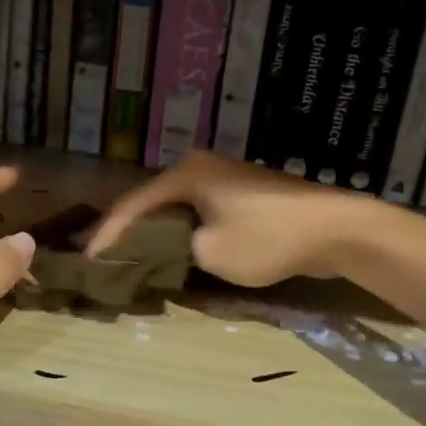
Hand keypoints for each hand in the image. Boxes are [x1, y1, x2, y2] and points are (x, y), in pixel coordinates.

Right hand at [86, 151, 366, 286]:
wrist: (336, 229)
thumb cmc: (267, 238)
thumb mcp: (210, 253)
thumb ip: (176, 249)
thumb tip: (170, 248)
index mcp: (186, 173)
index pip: (133, 204)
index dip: (108, 233)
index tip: (88, 258)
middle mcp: (201, 167)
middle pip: (152, 200)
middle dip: (129, 229)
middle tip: (105, 255)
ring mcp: (225, 179)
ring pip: (177, 207)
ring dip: (157, 231)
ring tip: (132, 255)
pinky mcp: (244, 195)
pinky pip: (201, 212)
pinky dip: (184, 230)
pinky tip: (175, 249)